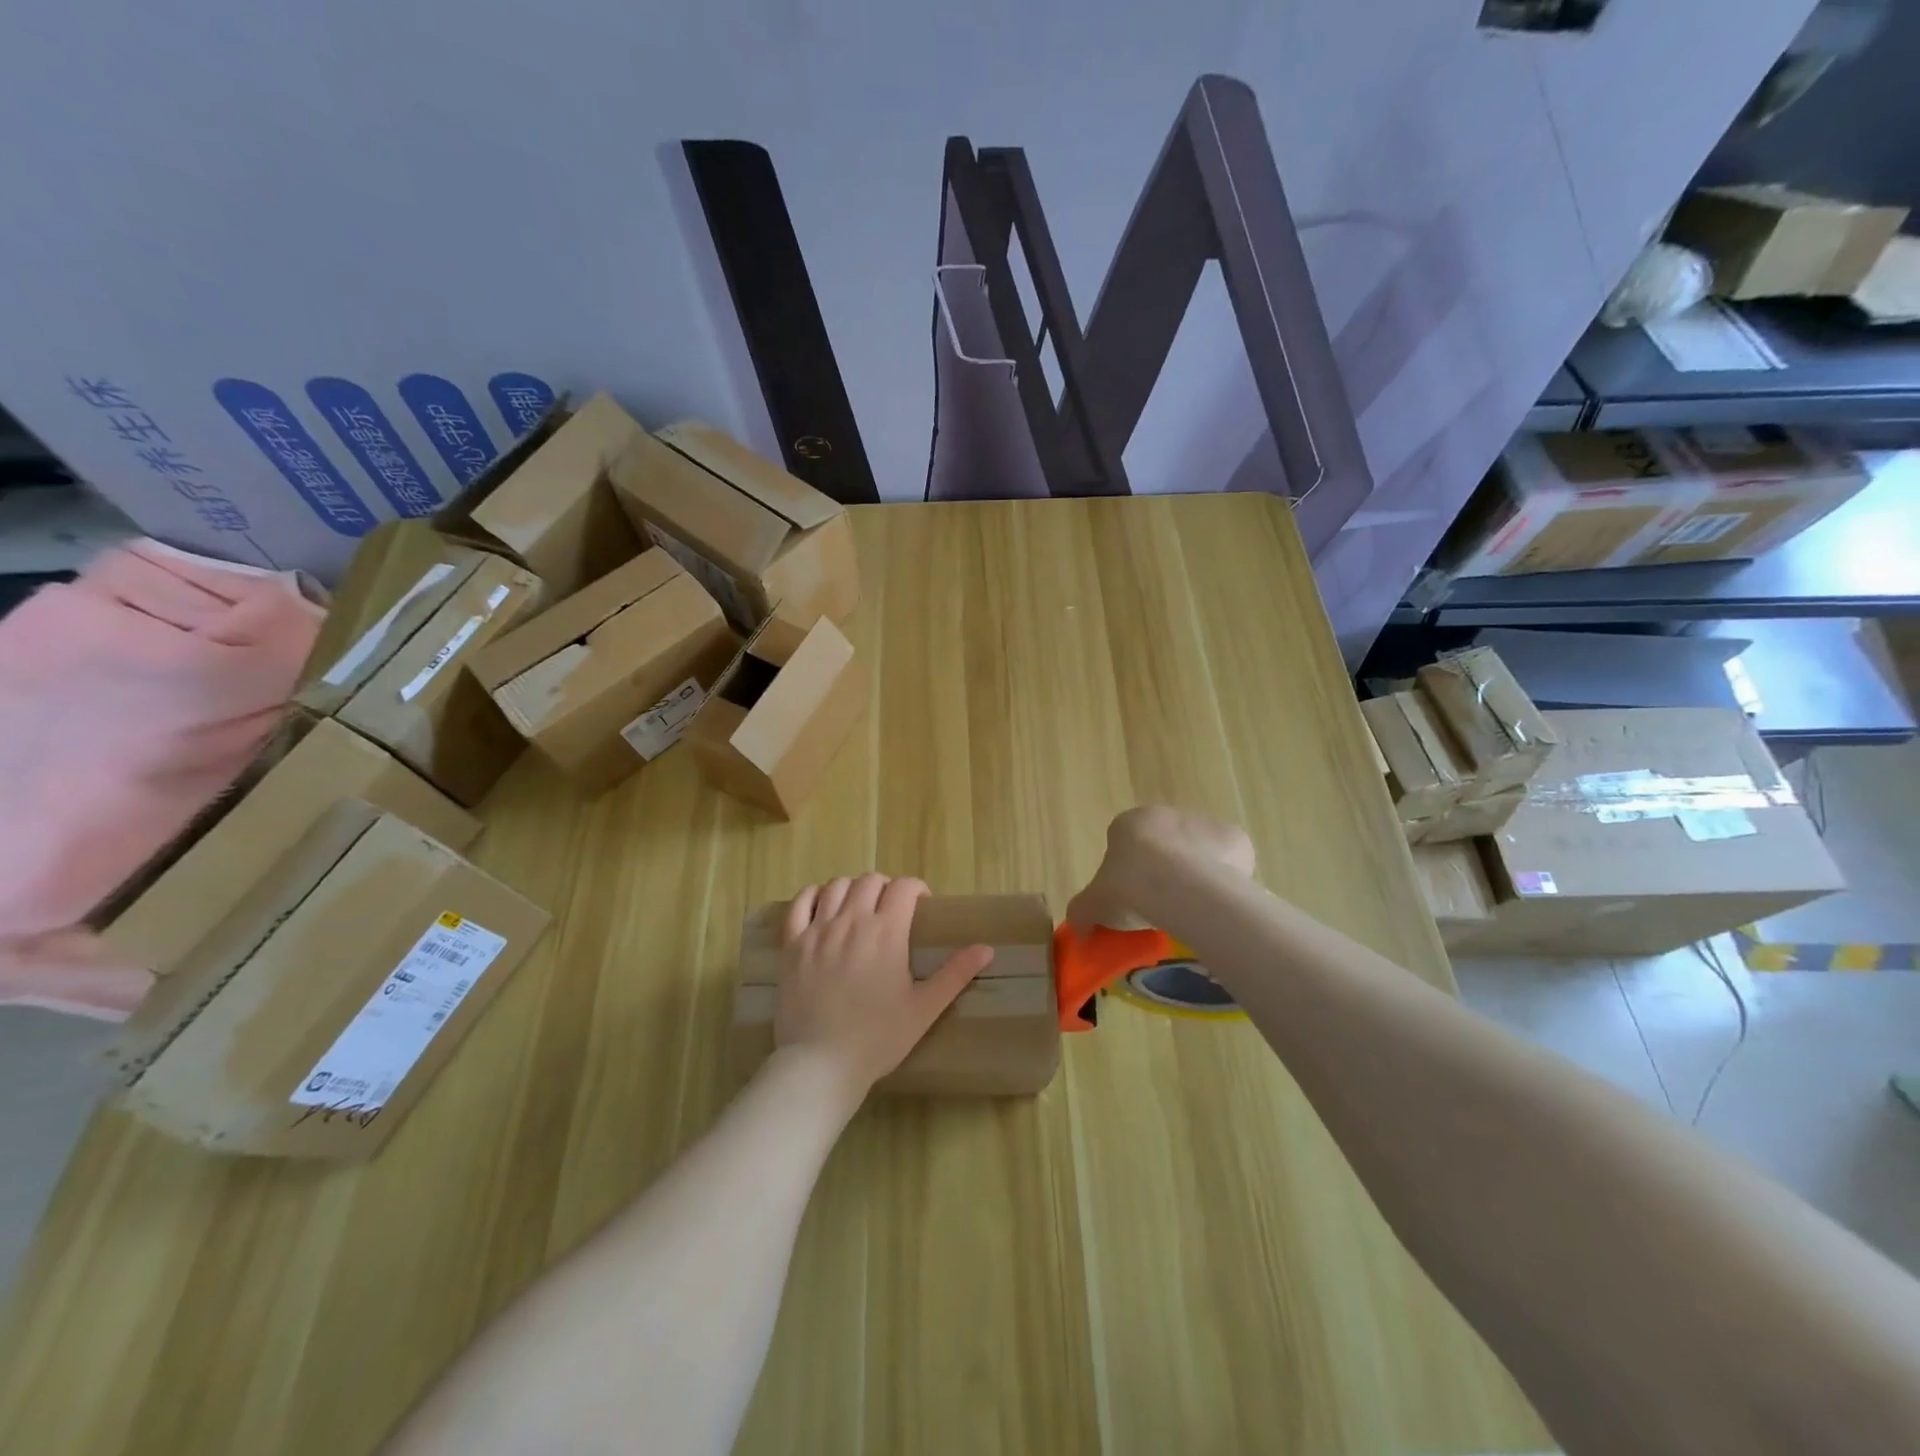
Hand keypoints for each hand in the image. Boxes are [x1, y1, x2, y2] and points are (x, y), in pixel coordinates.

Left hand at [775, 875, 993, 1097]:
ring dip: (852, 889)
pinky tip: (821, 905)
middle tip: (891, 911)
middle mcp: (852, 921)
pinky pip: (799, 903)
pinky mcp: (791, 944)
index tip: (921, 906)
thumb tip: (986, 948)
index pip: (905, 887)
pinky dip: (812, 896)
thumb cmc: (878, 1038)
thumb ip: (955, 974)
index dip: (917, 889)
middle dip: (886, 888)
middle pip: (870, 881)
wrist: (820, 1064)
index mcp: (886, 932)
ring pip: (836, 886)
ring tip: (858, 908)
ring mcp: (818, 930)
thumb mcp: (924, 1008)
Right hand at [1067, 806, 1255, 933]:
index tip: (1133, 900)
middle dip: (1164, 871)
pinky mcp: (1235, 839)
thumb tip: (1077, 929)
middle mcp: (1167, 815)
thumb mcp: (1093, 905)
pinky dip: (1226, 881)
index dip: (1129, 874)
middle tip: (1163, 906)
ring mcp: (1204, 823)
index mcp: (1129, 824)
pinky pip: (1229, 862)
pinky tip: (1219, 905)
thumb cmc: (1128, 888)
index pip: (1127, 845)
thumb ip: (1082, 912)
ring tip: (1192, 912)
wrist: (1179, 886)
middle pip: (1166, 845)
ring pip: (1198, 853)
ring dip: (1196, 875)